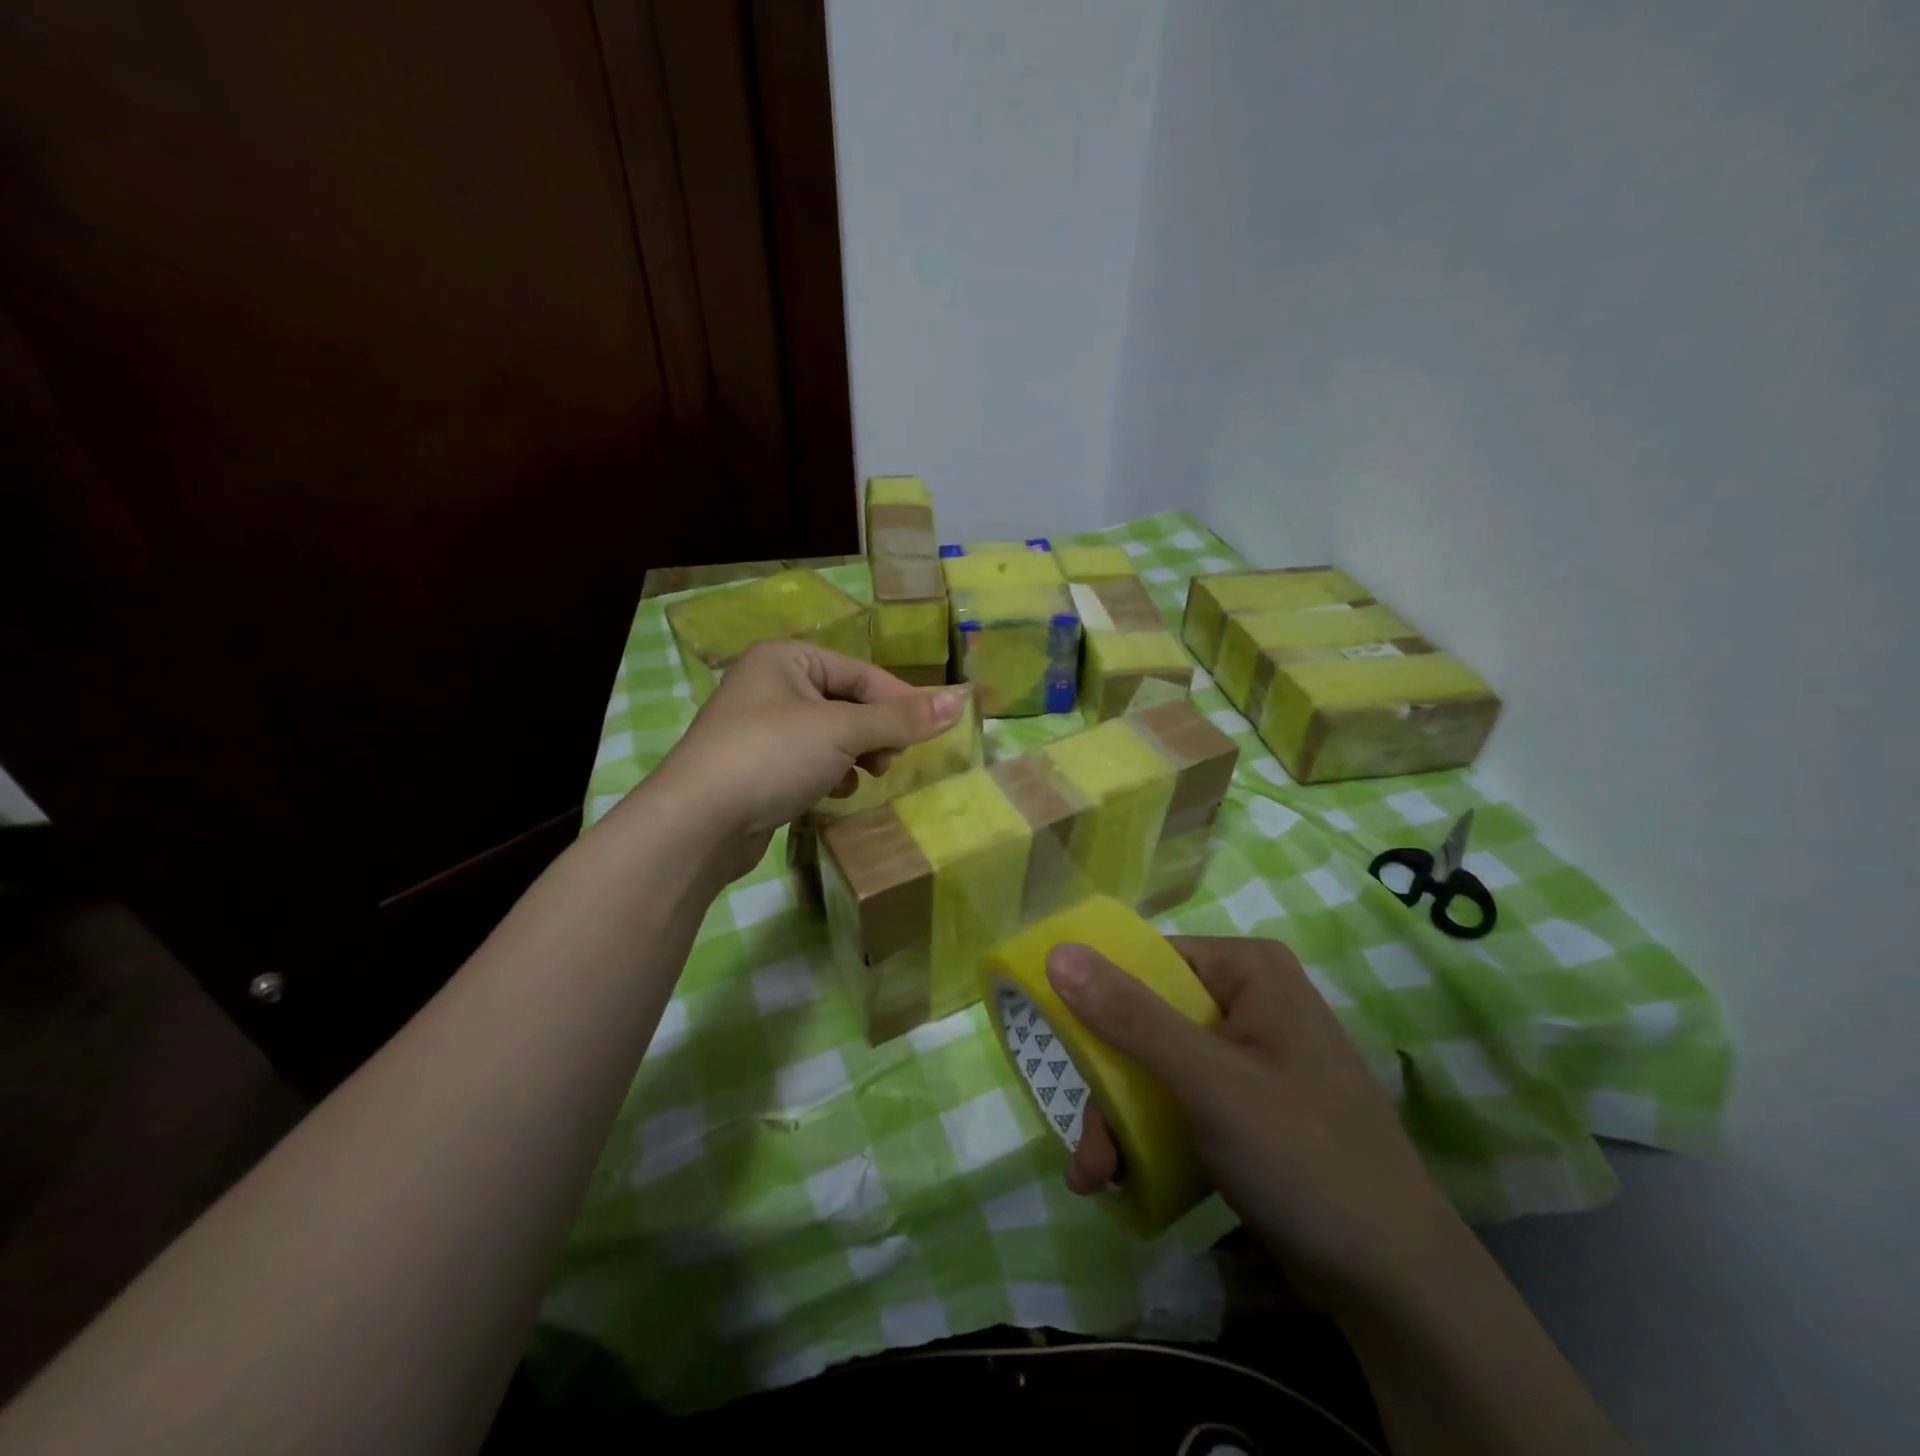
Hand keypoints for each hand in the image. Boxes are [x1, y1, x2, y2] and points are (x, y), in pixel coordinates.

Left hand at [642, 640, 962, 877]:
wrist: (697, 823)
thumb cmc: (771, 756)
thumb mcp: (843, 731)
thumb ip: (900, 718)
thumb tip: (959, 702)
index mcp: (786, 658)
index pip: (861, 672)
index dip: (899, 701)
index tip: (933, 731)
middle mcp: (771, 684)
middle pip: (846, 703)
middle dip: (874, 733)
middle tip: (890, 761)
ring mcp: (761, 727)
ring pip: (830, 735)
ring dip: (855, 755)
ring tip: (865, 776)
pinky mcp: (757, 766)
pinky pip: (809, 760)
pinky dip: (828, 773)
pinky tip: (832, 792)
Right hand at [1046, 936, 1466, 1314]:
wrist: (1398, 1287)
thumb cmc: (1305, 1158)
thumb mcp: (1210, 1083)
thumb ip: (1131, 1017)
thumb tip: (1058, 951)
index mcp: (1248, 971)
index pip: (1149, 959)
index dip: (1097, 996)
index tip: (1061, 1044)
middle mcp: (1246, 1001)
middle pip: (1144, 1019)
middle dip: (1107, 1085)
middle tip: (1086, 1145)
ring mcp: (1245, 1056)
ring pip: (1153, 1066)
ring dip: (1117, 1120)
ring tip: (1096, 1175)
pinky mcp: (1243, 1106)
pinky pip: (1176, 1101)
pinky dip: (1145, 1137)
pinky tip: (1122, 1180)